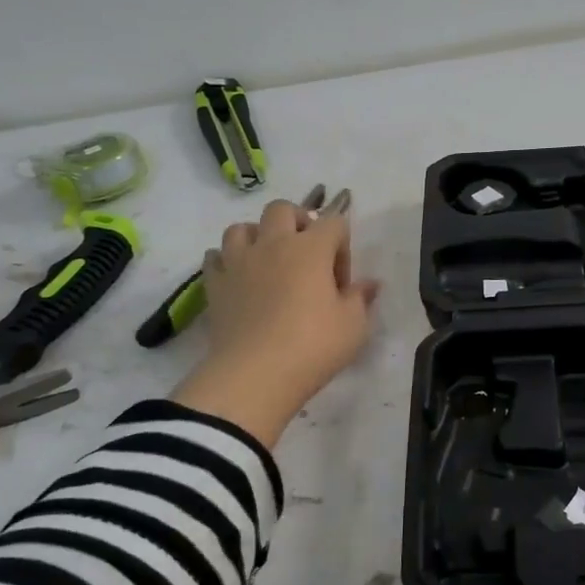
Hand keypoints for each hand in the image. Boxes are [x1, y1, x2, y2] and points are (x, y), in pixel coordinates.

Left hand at [171, 197, 379, 445]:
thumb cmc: (313, 346)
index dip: (342, 246)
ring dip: (257, 237)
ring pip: (242, 227)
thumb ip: (360, 298)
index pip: (334, 222)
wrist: (255, 375)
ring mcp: (238, 261)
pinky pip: (215, 256)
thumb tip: (369, 284)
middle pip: (283, 209)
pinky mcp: (214, 284)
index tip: (342, 282)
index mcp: (311, 248)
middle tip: (306, 255)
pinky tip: (239, 279)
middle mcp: (273, 244)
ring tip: (268, 262)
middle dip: (298, 222)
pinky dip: (227, 261)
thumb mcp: (353, 326)